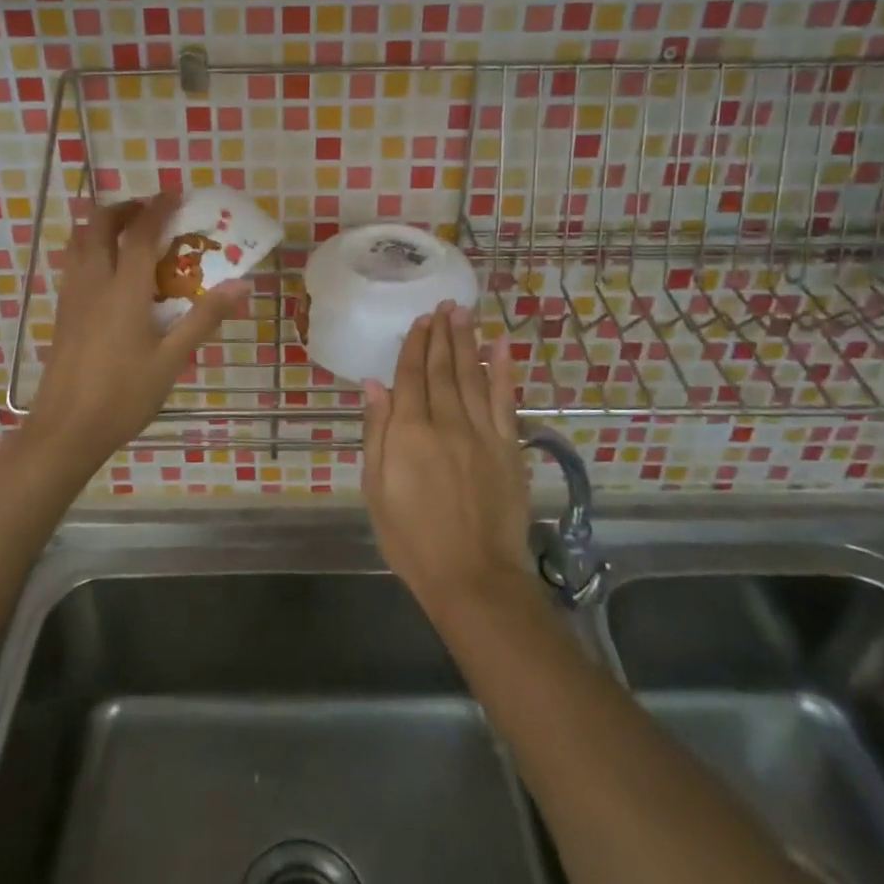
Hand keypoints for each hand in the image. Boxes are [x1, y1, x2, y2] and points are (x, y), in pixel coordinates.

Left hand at [25, 193, 246, 476]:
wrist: (66, 430)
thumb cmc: (123, 395)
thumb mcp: (172, 360)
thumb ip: (204, 319)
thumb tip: (242, 286)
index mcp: (124, 290)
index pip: (140, 233)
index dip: (158, 208)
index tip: (175, 194)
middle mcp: (93, 282)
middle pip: (98, 224)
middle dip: (123, 209)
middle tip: (150, 212)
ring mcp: (72, 296)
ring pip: (79, 241)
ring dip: (102, 225)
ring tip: (129, 233)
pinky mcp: (62, 312)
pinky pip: (73, 263)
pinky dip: (90, 248)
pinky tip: (109, 272)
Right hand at [362, 303, 534, 621]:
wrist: (473, 577)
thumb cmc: (412, 539)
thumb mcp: (377, 490)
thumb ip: (377, 433)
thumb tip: (374, 385)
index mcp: (409, 432)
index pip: (410, 377)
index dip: (414, 346)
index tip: (419, 321)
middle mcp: (446, 422)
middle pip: (442, 369)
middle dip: (441, 335)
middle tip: (444, 306)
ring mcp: (482, 432)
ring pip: (472, 375)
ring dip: (467, 342)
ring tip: (464, 314)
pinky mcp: (509, 447)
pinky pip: (506, 400)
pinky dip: (503, 370)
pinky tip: (501, 346)